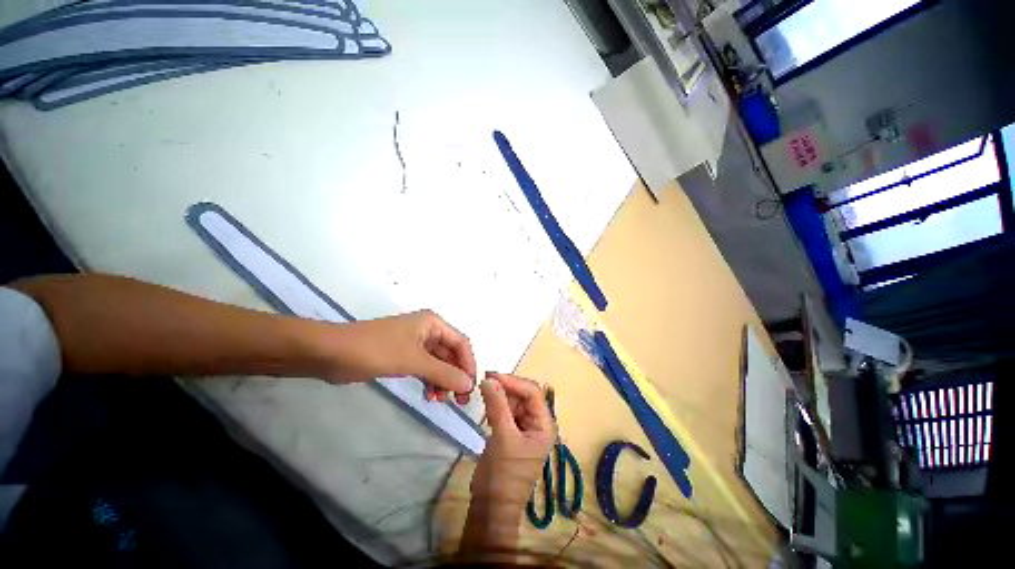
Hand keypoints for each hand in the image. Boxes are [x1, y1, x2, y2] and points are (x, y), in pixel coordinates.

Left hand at [326, 310, 475, 402]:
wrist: (331, 353)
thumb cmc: (376, 350)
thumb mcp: (413, 361)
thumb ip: (443, 373)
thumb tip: (469, 385)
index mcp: (434, 323)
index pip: (461, 343)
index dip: (468, 365)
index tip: (470, 388)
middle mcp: (428, 331)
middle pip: (451, 354)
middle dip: (456, 375)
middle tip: (459, 401)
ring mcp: (416, 344)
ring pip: (439, 363)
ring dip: (443, 381)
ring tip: (441, 400)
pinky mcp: (404, 356)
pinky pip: (425, 369)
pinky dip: (430, 381)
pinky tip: (429, 396)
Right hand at [472, 373, 554, 503]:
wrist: (491, 507)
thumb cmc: (504, 476)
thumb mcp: (502, 438)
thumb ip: (497, 406)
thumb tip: (488, 379)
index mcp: (544, 425)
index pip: (533, 393)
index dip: (514, 381)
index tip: (492, 376)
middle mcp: (537, 422)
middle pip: (523, 394)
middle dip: (506, 386)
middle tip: (484, 380)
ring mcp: (524, 426)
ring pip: (513, 400)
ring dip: (499, 394)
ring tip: (483, 389)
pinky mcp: (510, 431)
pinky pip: (505, 409)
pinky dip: (496, 404)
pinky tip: (486, 403)